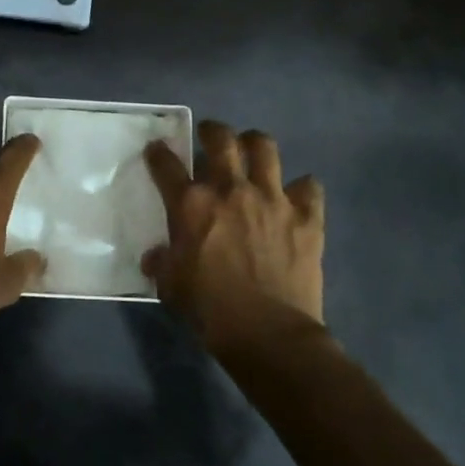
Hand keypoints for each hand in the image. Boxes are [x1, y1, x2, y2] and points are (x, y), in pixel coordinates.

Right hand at [143, 121, 324, 356]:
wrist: (268, 334)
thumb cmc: (211, 310)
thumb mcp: (172, 287)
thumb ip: (163, 263)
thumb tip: (155, 257)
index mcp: (192, 205)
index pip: (166, 165)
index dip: (159, 154)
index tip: (157, 150)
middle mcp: (231, 190)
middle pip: (221, 139)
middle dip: (212, 131)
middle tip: (210, 136)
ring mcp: (272, 198)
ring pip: (265, 148)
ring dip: (255, 144)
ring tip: (252, 150)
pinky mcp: (306, 216)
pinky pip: (309, 187)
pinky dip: (302, 188)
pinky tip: (296, 197)